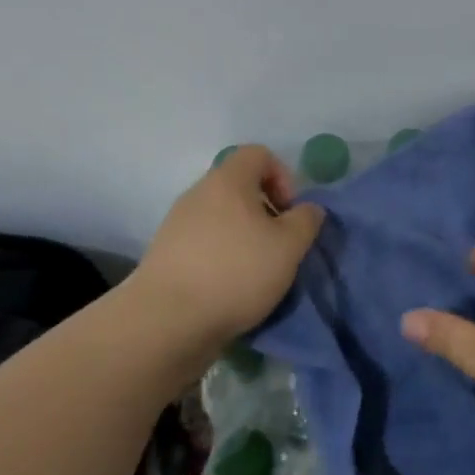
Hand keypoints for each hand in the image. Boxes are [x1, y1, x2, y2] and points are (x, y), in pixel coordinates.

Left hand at [132, 145, 325, 350]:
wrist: (166, 320)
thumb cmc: (236, 272)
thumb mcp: (289, 246)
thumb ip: (306, 221)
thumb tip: (308, 209)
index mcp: (228, 181)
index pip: (258, 154)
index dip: (283, 176)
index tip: (290, 212)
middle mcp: (198, 194)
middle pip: (239, 187)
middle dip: (265, 211)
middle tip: (279, 244)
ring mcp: (177, 224)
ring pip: (221, 217)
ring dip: (244, 236)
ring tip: (257, 271)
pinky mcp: (166, 254)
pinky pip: (204, 243)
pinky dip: (222, 256)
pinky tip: (231, 287)